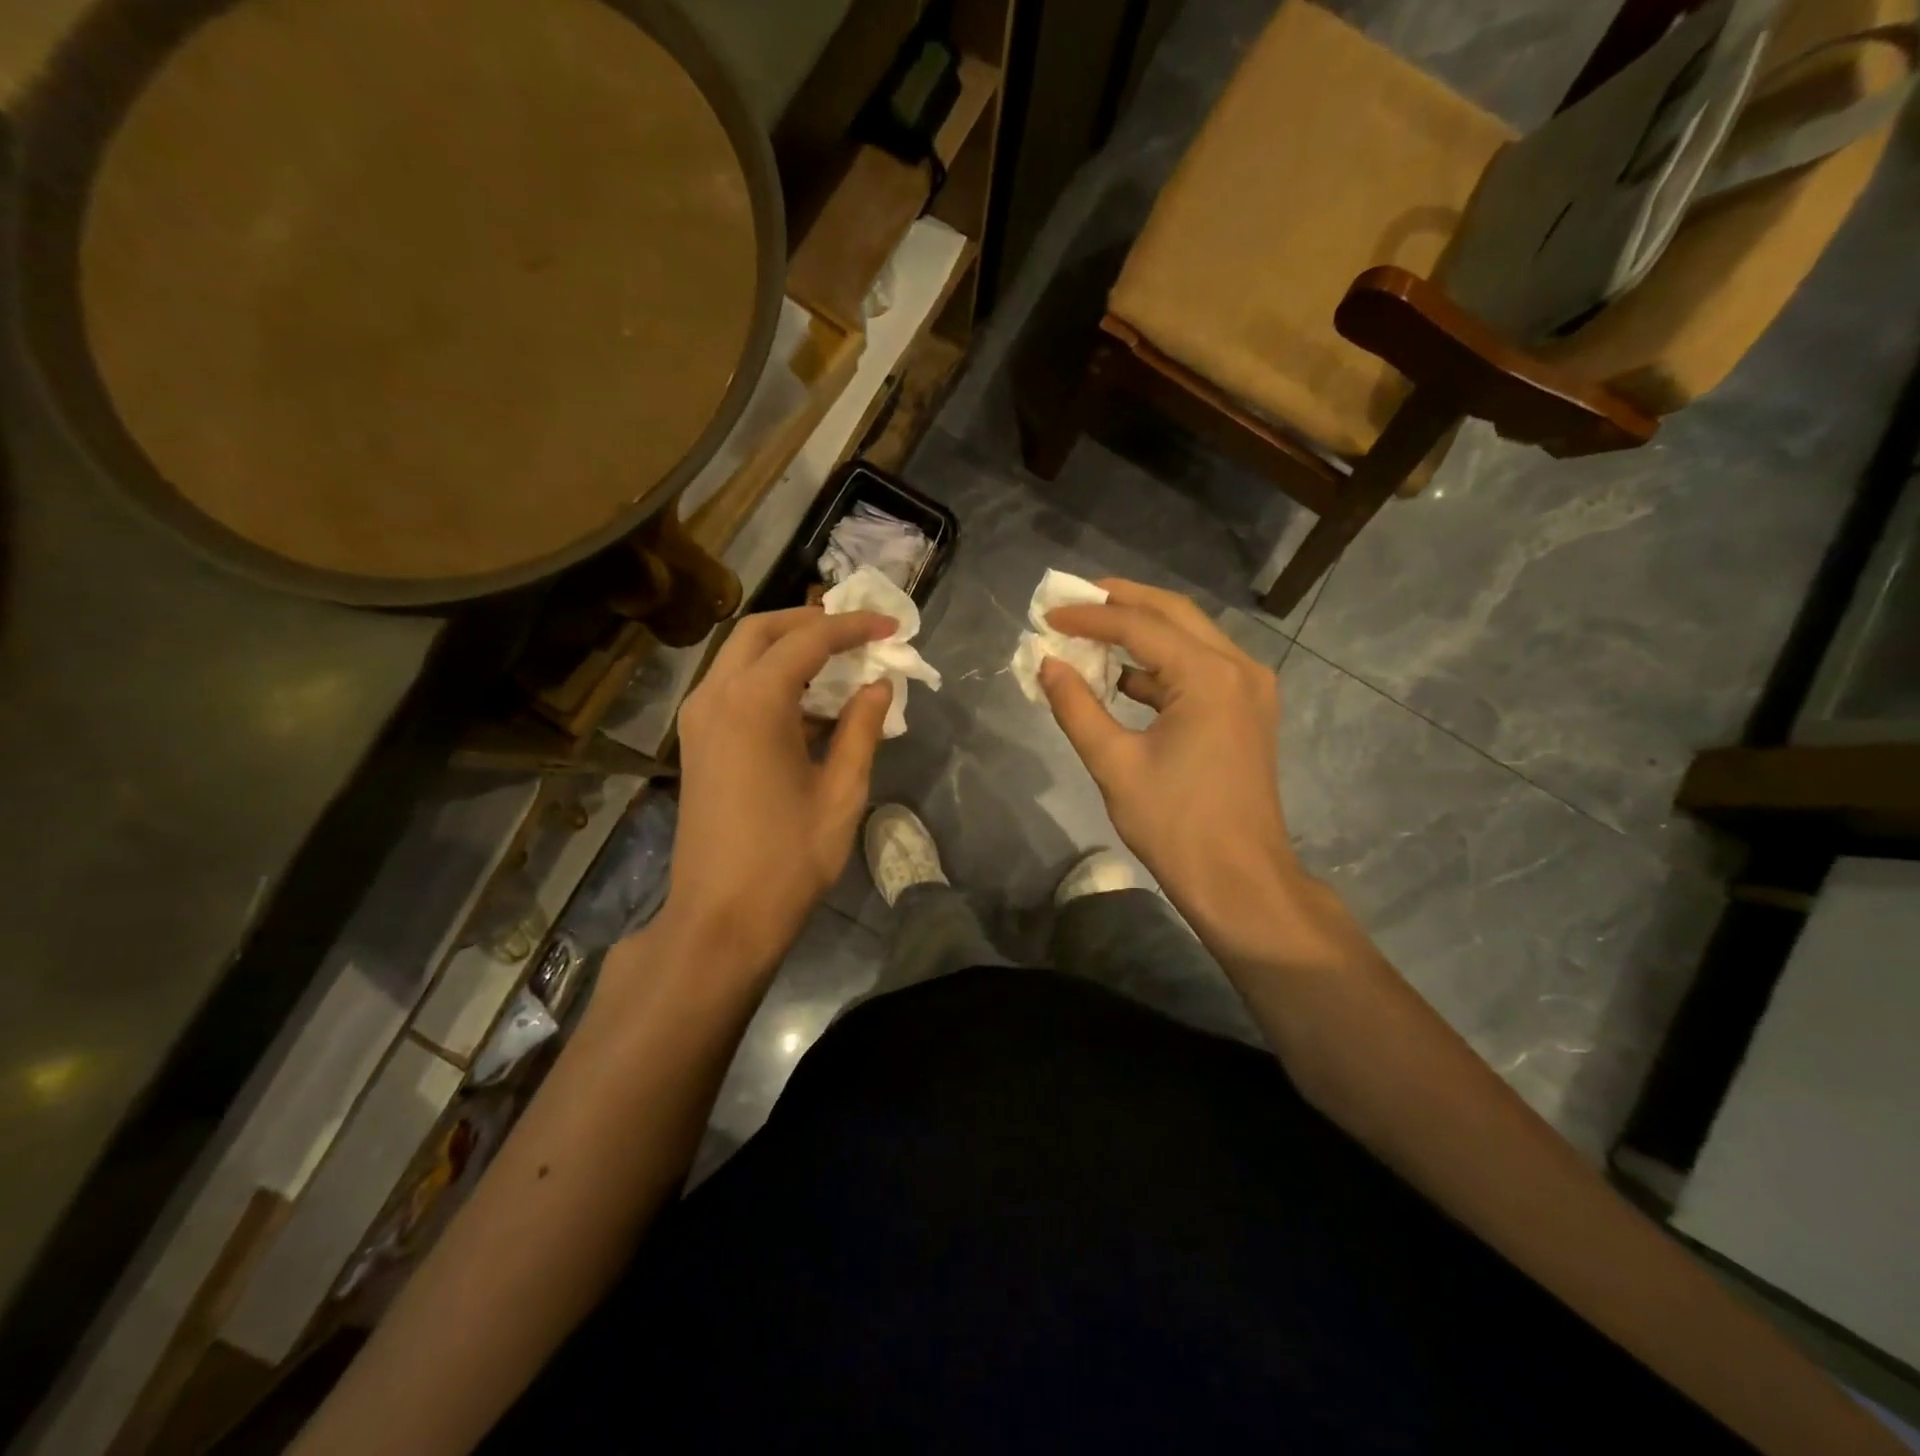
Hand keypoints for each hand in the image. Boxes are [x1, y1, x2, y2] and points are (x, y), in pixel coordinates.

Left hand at [663, 605, 895, 972]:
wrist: (720, 918)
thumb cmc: (788, 859)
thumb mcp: (841, 793)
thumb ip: (861, 730)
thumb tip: (879, 687)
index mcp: (754, 703)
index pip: (808, 639)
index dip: (853, 627)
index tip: (891, 627)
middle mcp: (716, 697)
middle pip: (760, 630)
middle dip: (810, 621)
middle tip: (856, 634)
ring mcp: (698, 719)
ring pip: (739, 655)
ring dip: (787, 648)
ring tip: (838, 665)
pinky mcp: (696, 742)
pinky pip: (732, 686)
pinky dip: (769, 678)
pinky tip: (807, 705)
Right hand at [1041, 580, 1300, 929]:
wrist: (1240, 881)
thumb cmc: (1175, 825)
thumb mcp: (1114, 764)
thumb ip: (1076, 707)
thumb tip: (1046, 664)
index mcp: (1209, 676)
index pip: (1139, 626)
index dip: (1089, 616)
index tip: (1048, 615)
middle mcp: (1238, 667)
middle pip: (1173, 613)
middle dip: (1121, 601)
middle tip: (1074, 598)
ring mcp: (1249, 687)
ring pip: (1189, 637)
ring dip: (1141, 631)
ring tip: (1091, 630)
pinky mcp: (1247, 710)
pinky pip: (1199, 668)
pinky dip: (1159, 664)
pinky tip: (1122, 676)